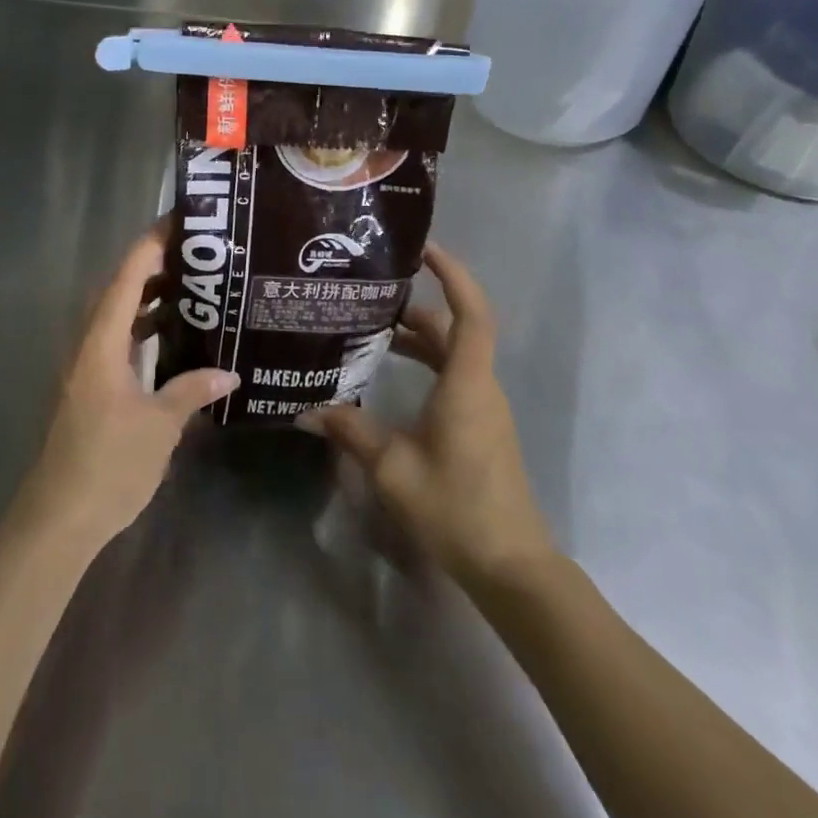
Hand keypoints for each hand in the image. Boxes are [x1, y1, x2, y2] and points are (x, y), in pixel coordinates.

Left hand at [16, 228, 237, 550]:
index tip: (180, 221)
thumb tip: (230, 373)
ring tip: (190, 288)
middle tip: (196, 254)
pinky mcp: (89, 387)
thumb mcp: (160, 425)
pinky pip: (116, 341)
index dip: (151, 244)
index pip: (127, 277)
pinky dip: (141, 330)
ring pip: (117, 316)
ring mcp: (85, 366)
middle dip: (154, 266)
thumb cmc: (109, 463)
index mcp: (101, 341)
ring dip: (147, 299)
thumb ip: (192, 390)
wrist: (60, 516)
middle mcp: (88, 344)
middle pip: (119, 290)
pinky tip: (170, 340)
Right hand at [298, 243, 555, 583]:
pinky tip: (390, 375)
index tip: (423, 250)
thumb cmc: (455, 508)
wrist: (512, 567)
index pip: (471, 313)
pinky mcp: (480, 427)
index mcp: (467, 384)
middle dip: (417, 306)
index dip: (453, 275)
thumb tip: (306, 410)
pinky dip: (425, 363)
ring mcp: (484, 408)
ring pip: (454, 354)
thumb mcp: (392, 469)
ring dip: (418, 337)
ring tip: (372, 329)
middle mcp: (480, 387)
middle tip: (372, 292)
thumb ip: (351, 432)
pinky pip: (454, 376)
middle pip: (455, 329)